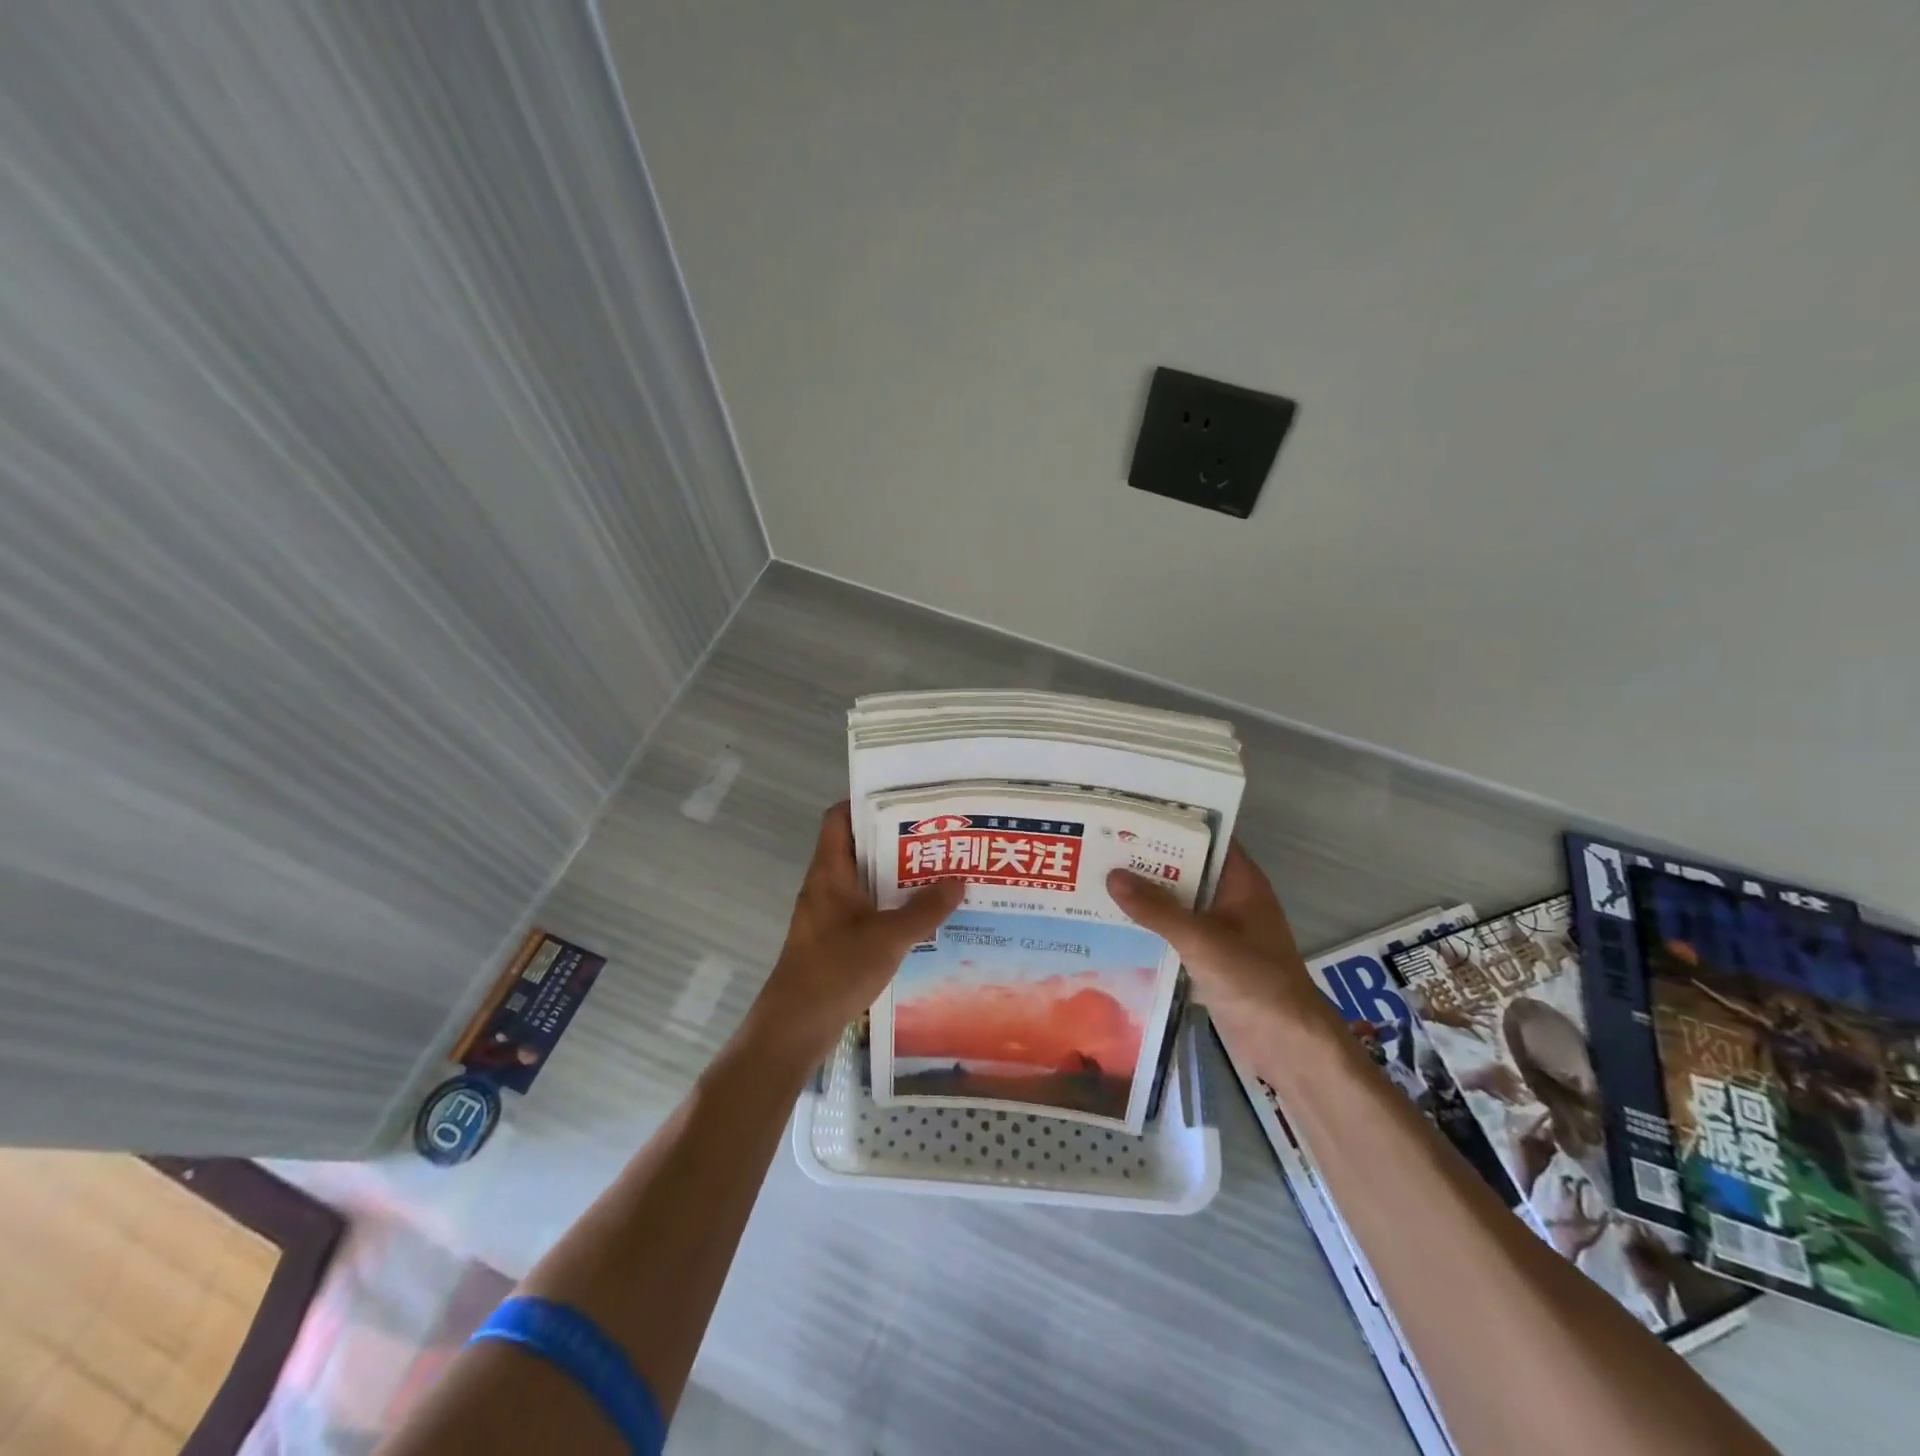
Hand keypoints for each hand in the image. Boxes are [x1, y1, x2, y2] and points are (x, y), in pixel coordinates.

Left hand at [745, 802, 964, 1065]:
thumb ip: (925, 910)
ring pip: (865, 882)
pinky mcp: (835, 941)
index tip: (906, 800)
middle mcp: (826, 887)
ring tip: (939, 873)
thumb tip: (959, 880)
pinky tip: (923, 918)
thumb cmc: (834, 971)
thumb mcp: (888, 938)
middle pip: (859, 848)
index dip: (867, 802)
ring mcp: (829, 915)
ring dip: (897, 877)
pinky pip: (867, 911)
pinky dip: (891, 908)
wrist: (793, 1029)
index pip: (839, 818)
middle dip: (896, 841)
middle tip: (938, 837)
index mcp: (830, 873)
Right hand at [1106, 842, 1330, 1053]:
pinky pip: (1174, 931)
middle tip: (1100, 845)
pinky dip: (1149, 926)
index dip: (1170, 824)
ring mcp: (1219, 930)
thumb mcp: (1202, 940)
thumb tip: (1112, 875)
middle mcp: (1230, 899)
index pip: (1204, 837)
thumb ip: (1157, 909)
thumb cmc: (1254, 980)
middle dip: (1147, 859)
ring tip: (1096, 878)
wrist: (1286, 1045)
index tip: (1129, 814)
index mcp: (1240, 881)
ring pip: (1176, 901)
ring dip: (1145, 894)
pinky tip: (1113, 922)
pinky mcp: (1208, 958)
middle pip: (1185, 869)